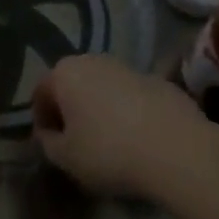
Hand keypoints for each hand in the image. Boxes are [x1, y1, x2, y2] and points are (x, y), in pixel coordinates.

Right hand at [32, 55, 216, 200]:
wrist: (177, 149)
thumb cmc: (109, 152)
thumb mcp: (66, 158)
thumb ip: (48, 143)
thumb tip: (49, 134)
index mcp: (65, 73)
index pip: (41, 93)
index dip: (42, 121)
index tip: (51, 145)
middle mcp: (93, 60)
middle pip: (73, 85)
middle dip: (71, 110)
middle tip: (77, 142)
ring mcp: (128, 67)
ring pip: (104, 88)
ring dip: (101, 109)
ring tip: (110, 142)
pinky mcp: (159, 80)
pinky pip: (132, 96)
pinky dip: (129, 112)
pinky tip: (139, 139)